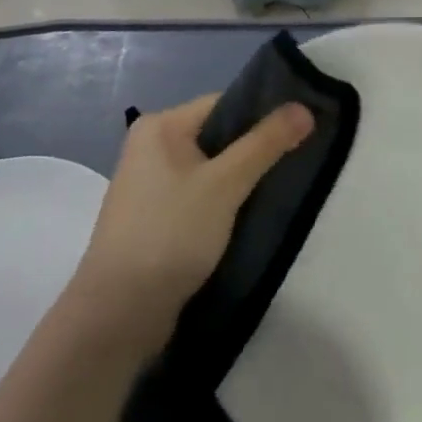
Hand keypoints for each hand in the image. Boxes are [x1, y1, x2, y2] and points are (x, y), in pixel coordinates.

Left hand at [68, 94, 313, 355]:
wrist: (117, 318)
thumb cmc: (169, 235)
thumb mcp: (225, 184)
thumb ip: (265, 144)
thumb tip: (304, 107)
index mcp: (160, 125)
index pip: (224, 104)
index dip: (263, 115)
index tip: (301, 131)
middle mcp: (150, 147)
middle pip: (218, 136)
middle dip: (254, 151)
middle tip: (297, 162)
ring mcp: (150, 186)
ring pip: (210, 170)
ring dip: (241, 181)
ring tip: (279, 191)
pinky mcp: (154, 220)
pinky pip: (199, 197)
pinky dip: (223, 204)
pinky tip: (249, 219)